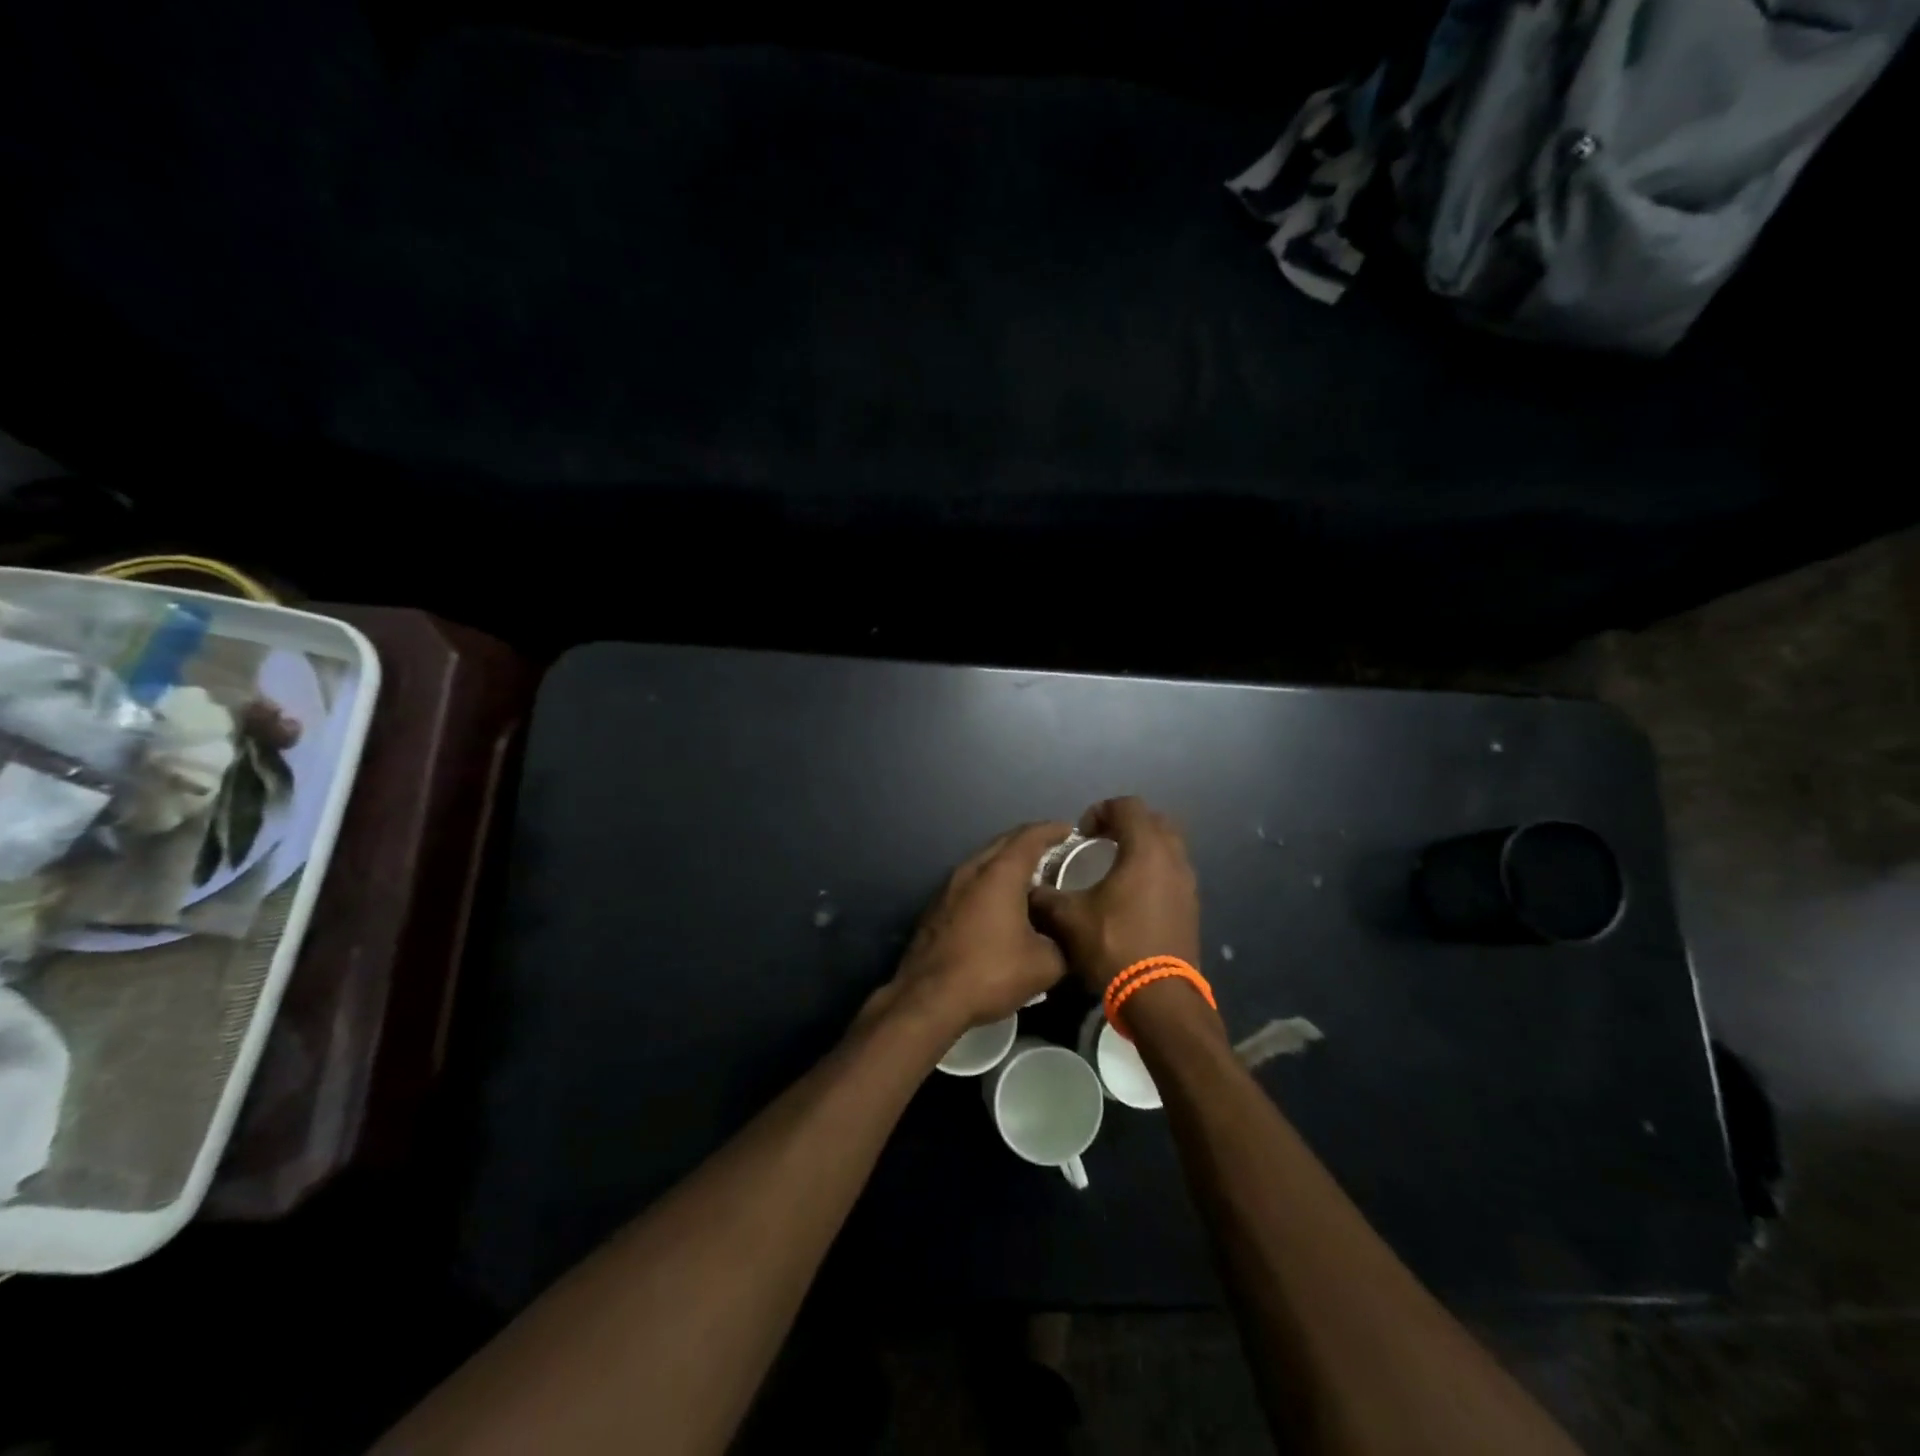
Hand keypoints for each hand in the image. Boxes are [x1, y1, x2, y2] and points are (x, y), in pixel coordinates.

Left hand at [885, 821, 1073, 1033]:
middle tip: (1055, 852)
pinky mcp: (936, 907)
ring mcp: (949, 887)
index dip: (1052, 830)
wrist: (928, 998)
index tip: (1070, 830)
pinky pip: (970, 882)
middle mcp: (972, 870)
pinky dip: (990, 883)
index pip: (1030, 837)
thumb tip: (1066, 938)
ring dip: (1007, 864)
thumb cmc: (991, 972)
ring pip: (984, 862)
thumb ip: (1063, 943)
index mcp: (1000, 873)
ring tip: (1031, 878)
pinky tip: (1001, 904)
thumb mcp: (1044, 964)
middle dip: (1030, 842)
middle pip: (1004, 843)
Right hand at [1029, 797, 1200, 995]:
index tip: (1082, 833)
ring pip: (1168, 846)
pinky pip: (1172, 871)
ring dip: (1142, 847)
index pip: (1127, 806)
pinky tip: (1131, 895)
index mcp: (1146, 849)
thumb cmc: (1114, 946)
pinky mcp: (1191, 906)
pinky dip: (1153, 870)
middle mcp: (1173, 858)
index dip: (1100, 810)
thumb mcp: (1069, 919)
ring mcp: (1187, 883)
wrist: (1160, 997)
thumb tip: (1029, 891)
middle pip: (1154, 820)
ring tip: (1115, 867)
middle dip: (1126, 823)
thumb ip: (1046, 897)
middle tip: (1101, 841)